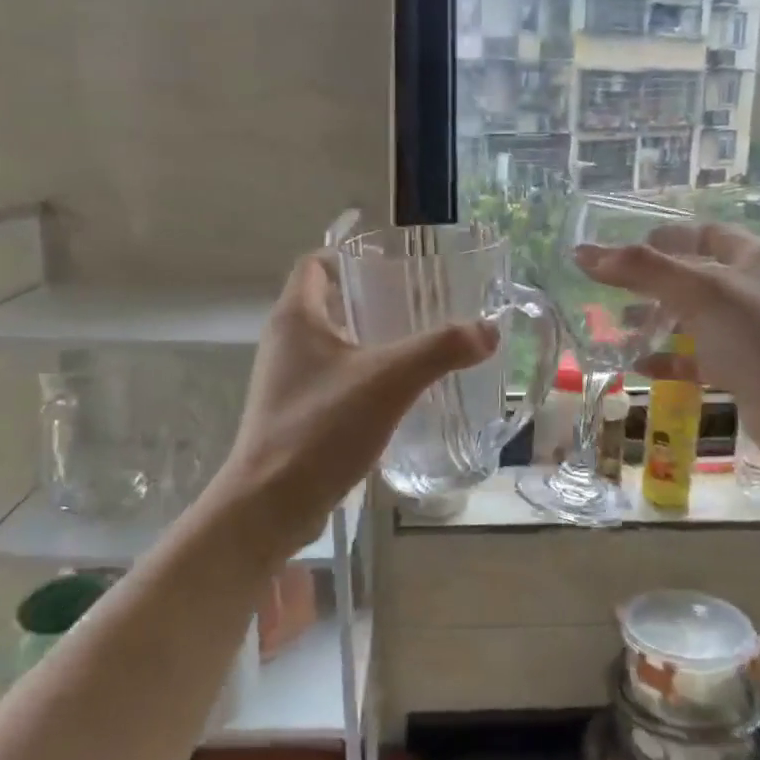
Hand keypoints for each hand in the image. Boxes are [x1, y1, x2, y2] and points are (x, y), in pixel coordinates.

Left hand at [218, 251, 496, 556]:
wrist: (271, 505)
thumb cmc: (322, 428)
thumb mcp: (389, 381)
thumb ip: (440, 350)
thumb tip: (488, 330)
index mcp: (295, 318)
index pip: (315, 263)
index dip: (349, 254)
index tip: (391, 263)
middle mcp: (284, 342)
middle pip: (327, 301)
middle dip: (369, 297)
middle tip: (417, 302)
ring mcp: (285, 380)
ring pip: (330, 343)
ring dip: (367, 338)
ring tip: (414, 344)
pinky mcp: (293, 413)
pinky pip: (331, 379)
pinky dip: (361, 375)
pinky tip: (395, 393)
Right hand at [573, 223, 759, 475]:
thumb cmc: (758, 336)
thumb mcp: (697, 292)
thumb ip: (640, 270)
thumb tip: (581, 253)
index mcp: (757, 258)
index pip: (706, 234)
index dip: (667, 238)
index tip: (626, 249)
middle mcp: (759, 290)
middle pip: (698, 277)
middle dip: (655, 283)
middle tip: (613, 291)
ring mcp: (756, 334)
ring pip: (698, 320)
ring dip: (660, 322)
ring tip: (620, 328)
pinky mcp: (749, 371)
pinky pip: (702, 359)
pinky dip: (672, 360)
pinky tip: (641, 367)